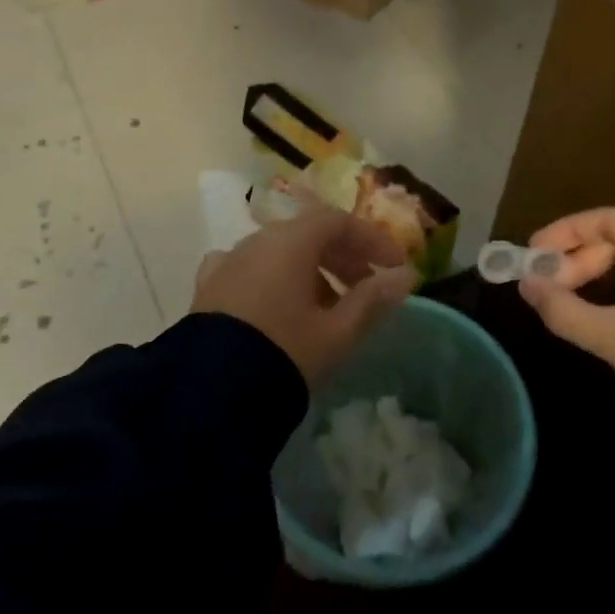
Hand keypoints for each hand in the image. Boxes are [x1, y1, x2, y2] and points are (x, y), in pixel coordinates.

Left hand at [191, 204, 414, 386]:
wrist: (211, 392)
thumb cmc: (285, 352)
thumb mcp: (337, 332)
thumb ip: (373, 300)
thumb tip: (405, 277)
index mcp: (290, 242)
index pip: (338, 221)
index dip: (371, 239)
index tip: (394, 266)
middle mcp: (257, 241)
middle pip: (308, 233)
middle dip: (344, 256)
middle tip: (368, 287)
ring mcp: (228, 262)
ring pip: (280, 252)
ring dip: (312, 270)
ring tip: (330, 306)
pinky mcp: (209, 287)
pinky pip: (252, 270)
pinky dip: (276, 279)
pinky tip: (280, 305)